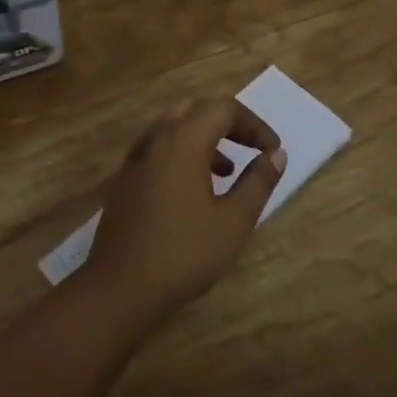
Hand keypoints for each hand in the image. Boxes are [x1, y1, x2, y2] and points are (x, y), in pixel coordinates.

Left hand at [82, 99, 287, 323]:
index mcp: (184, 141)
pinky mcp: (124, 179)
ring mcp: (135, 158)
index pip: (223, 109)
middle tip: (250, 149)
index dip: (254, 124)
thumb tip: (276, 154)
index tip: (272, 150)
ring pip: (173, 128)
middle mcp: (156, 139)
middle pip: (195, 110)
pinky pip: (157, 149)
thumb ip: (257, 183)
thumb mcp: (233, 221)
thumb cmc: (184, 253)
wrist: (120, 286)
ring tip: (227, 172)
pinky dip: (181, 153)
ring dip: (204, 138)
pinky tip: (192, 190)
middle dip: (227, 124)